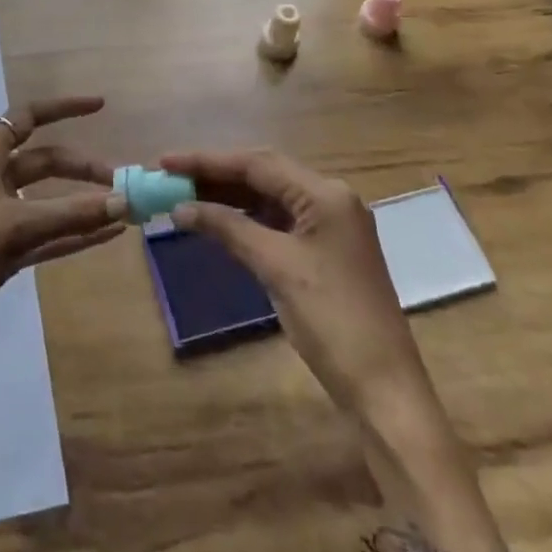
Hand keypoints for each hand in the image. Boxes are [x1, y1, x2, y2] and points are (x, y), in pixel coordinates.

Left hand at [0, 95, 125, 388]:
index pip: (26, 117)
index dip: (62, 108)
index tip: (101, 106)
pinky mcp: (0, 254)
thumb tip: (124, 202)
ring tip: (122, 208)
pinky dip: (74, 233)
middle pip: (42, 160)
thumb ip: (70, 215)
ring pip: (47, 200)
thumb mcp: (14, 229)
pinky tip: (106, 237)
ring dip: (81, 202)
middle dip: (80, 166)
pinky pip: (46, 234)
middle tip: (120, 182)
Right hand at [165, 150, 507, 551]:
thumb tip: (181, 208)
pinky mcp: (326, 250)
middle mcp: (330, 199)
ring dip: (229, 195)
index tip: (165, 161)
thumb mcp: (275, 268)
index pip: (257, 164)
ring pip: (270, 196)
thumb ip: (228, 228)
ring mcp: (330, 225)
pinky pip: (278, 220)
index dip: (207, 160)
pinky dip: (246, 218)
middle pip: (264, 173)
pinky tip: (218, 222)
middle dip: (216, 174)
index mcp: (325, 194)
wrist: (385, 390)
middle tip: (171, 177)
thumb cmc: (332, 322)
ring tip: (185, 196)